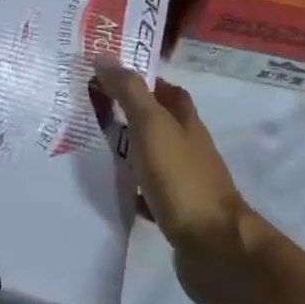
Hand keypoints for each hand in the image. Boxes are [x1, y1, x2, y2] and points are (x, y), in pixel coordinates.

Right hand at [93, 66, 248, 271]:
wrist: (213, 247)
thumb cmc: (182, 178)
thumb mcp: (152, 126)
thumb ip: (130, 92)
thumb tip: (105, 55)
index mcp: (187, 123)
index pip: (168, 91)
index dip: (144, 80)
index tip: (109, 76)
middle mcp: (189, 149)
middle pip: (159, 124)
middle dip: (131, 115)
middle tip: (92, 109)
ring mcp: (184, 182)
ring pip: (152, 158)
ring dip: (128, 151)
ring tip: (92, 146)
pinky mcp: (176, 213)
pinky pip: (148, 193)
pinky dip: (131, 188)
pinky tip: (109, 189)